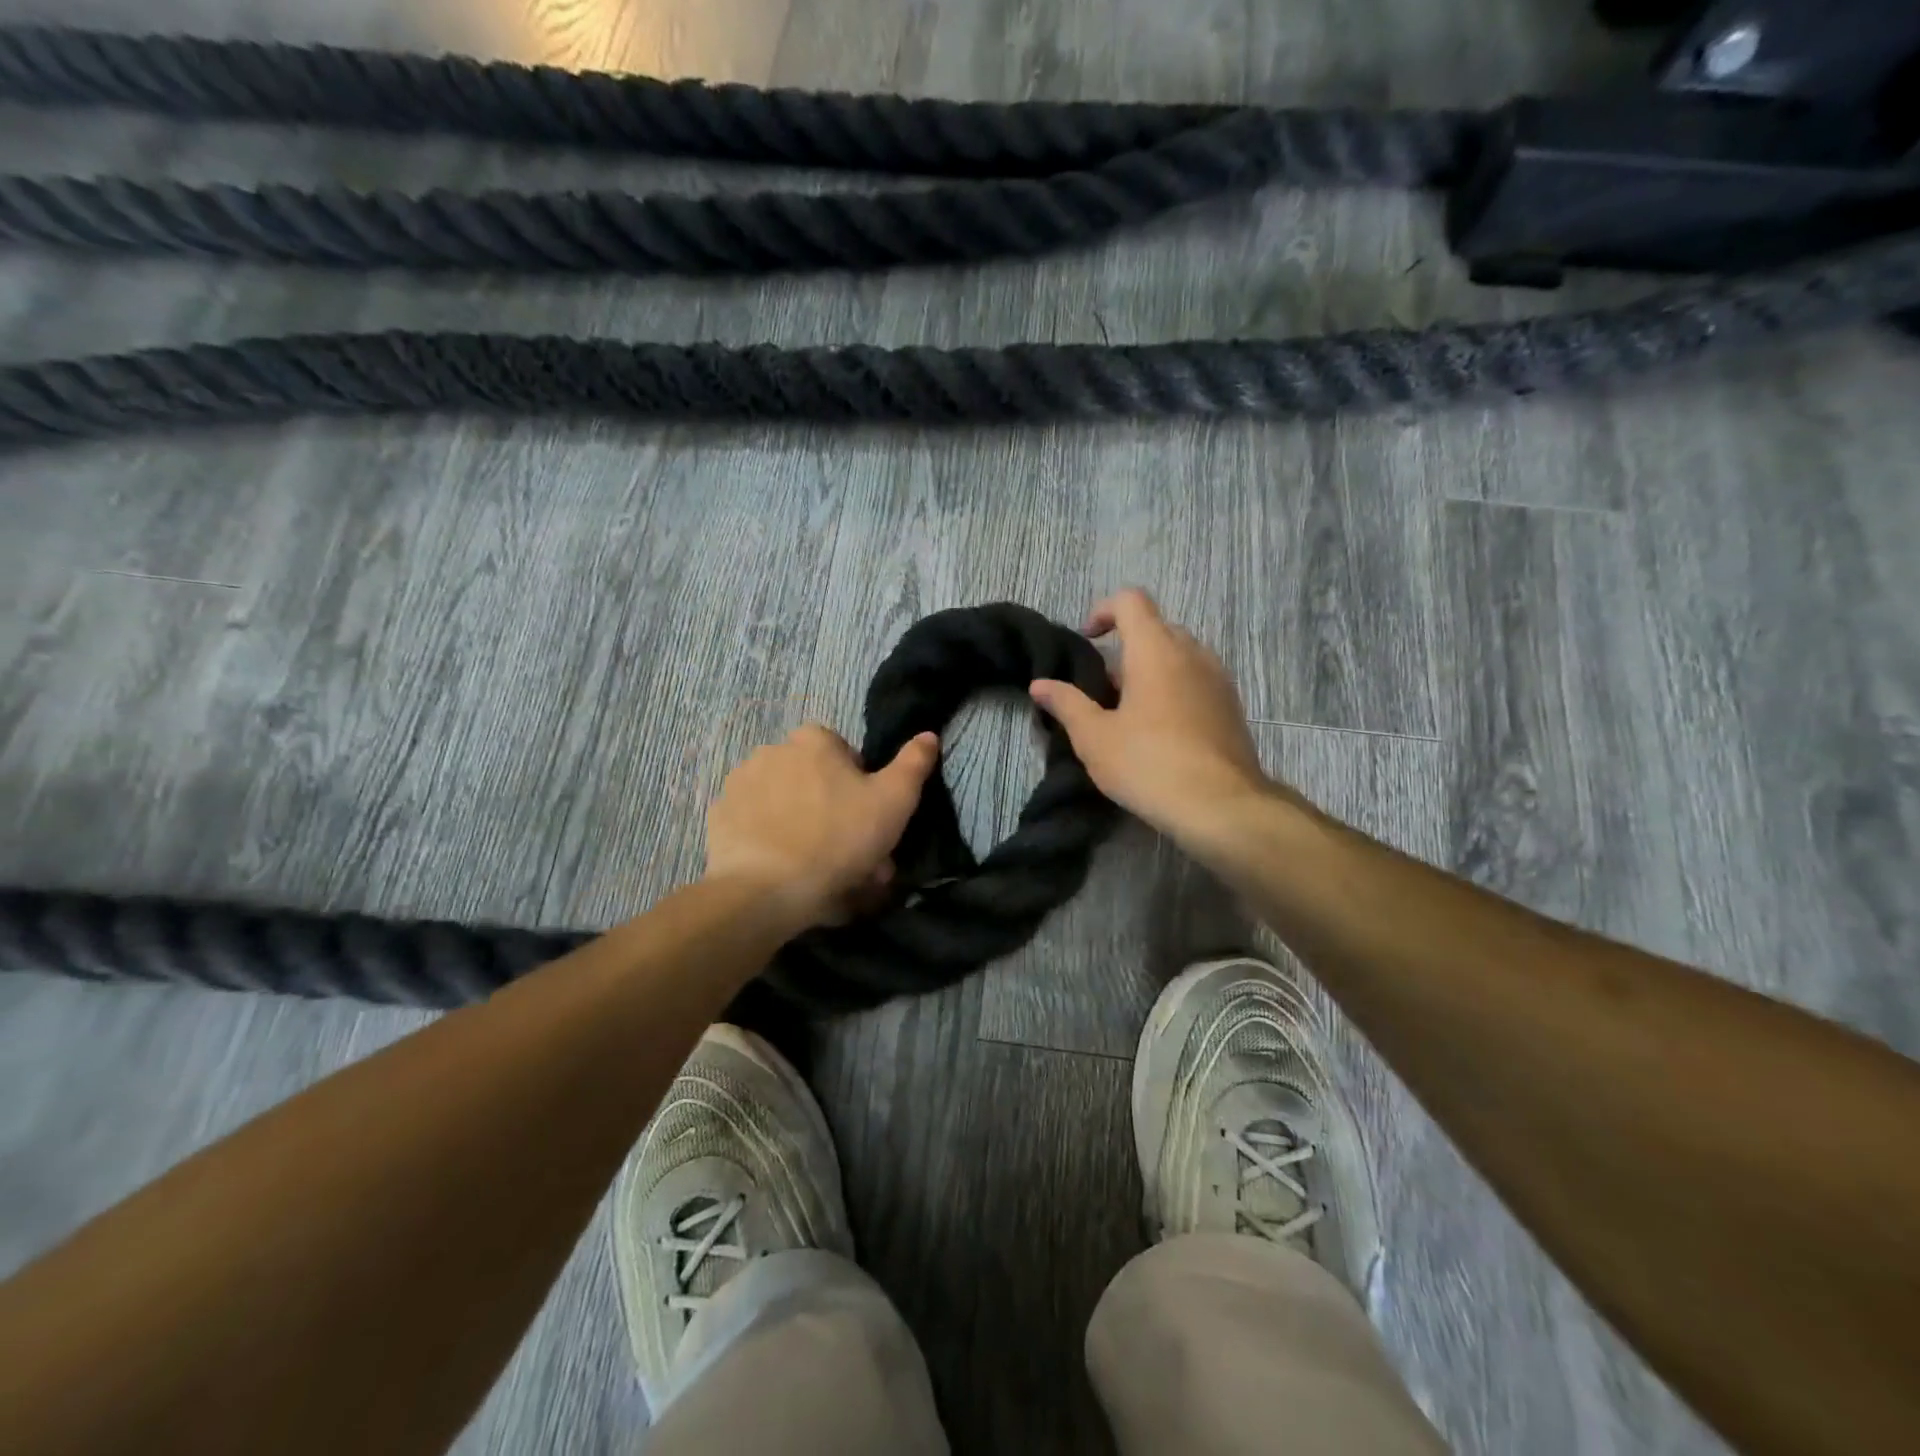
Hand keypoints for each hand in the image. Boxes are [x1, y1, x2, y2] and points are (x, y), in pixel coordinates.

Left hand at [705, 724, 940, 930]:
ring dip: (804, 827)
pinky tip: (785, 871)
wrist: (765, 890)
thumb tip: (929, 735)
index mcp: (814, 740)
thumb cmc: (837, 839)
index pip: (848, 758)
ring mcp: (740, 783)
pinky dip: (772, 841)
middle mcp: (772, 750)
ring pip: (787, 804)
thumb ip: (914, 764)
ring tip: (819, 872)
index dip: (864, 791)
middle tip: (851, 858)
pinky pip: (757, 824)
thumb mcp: (894, 802)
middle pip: (817, 782)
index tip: (870, 825)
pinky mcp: (719, 817)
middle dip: (835, 814)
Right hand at [1030, 589, 1280, 841]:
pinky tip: (1161, 731)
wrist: (1220, 806)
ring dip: (1152, 670)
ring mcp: (1218, 679)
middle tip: (1104, 688)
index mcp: (1155, 650)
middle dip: (1126, 647)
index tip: (1087, 641)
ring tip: (1131, 712)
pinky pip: (1197, 680)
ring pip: (1180, 656)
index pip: (1131, 601)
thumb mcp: (1094, 737)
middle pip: (1156, 628)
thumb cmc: (1148, 764)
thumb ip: (1066, 704)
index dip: (1103, 611)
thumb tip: (1040, 685)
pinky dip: (1175, 689)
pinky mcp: (1232, 706)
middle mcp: (1192, 653)